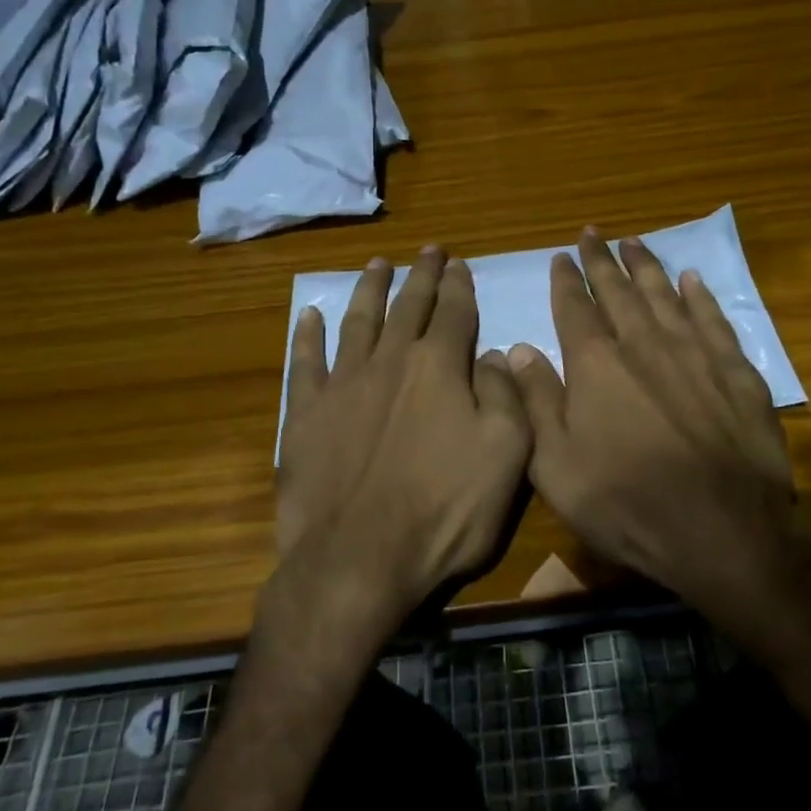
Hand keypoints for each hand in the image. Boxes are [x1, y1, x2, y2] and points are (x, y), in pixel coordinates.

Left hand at [278, 246, 531, 616]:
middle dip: (421, 275)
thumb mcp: (506, 456)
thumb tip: (496, 354)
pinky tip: (310, 316)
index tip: (459, 263)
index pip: (454, 312)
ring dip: (370, 290)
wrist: (358, 560)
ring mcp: (342, 385)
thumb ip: (506, 396)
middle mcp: (390, 362)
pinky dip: (307, 336)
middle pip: (408, 306)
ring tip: (377, 264)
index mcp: (440, 368)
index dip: (459, 285)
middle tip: (428, 250)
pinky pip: (304, 363)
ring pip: (359, 322)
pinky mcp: (304, 414)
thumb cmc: (444, 512)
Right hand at [508, 229, 798, 628]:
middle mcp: (643, 344)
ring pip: (664, 295)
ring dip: (646, 266)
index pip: (575, 307)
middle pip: (619, 291)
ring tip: (634, 242)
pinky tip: (691, 279)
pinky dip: (699, 296)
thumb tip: (519, 348)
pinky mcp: (735, 371)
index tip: (562, 256)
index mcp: (596, 364)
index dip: (566, 279)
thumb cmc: (626, 503)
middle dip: (602, 260)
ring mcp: (694, 353)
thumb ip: (535, 400)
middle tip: (593, 233)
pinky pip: (713, 319)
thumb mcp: (556, 464)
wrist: (721, 531)